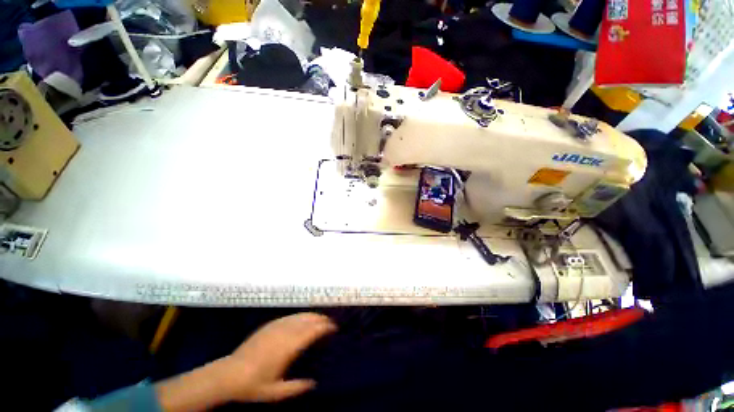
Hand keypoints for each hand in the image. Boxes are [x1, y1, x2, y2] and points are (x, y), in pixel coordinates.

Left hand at [156, 313, 335, 411]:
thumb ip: (296, 388)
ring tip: (320, 318)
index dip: (324, 327)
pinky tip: (302, 318)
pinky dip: (299, 316)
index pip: (311, 332)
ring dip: (311, 315)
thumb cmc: (253, 385)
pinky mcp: (269, 325)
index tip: (334, 327)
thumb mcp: (275, 392)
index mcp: (288, 347)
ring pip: (299, 316)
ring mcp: (276, 326)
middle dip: (320, 319)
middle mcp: (284, 332)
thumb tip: (314, 383)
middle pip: (307, 320)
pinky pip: (289, 316)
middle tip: (330, 321)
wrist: (229, 374)